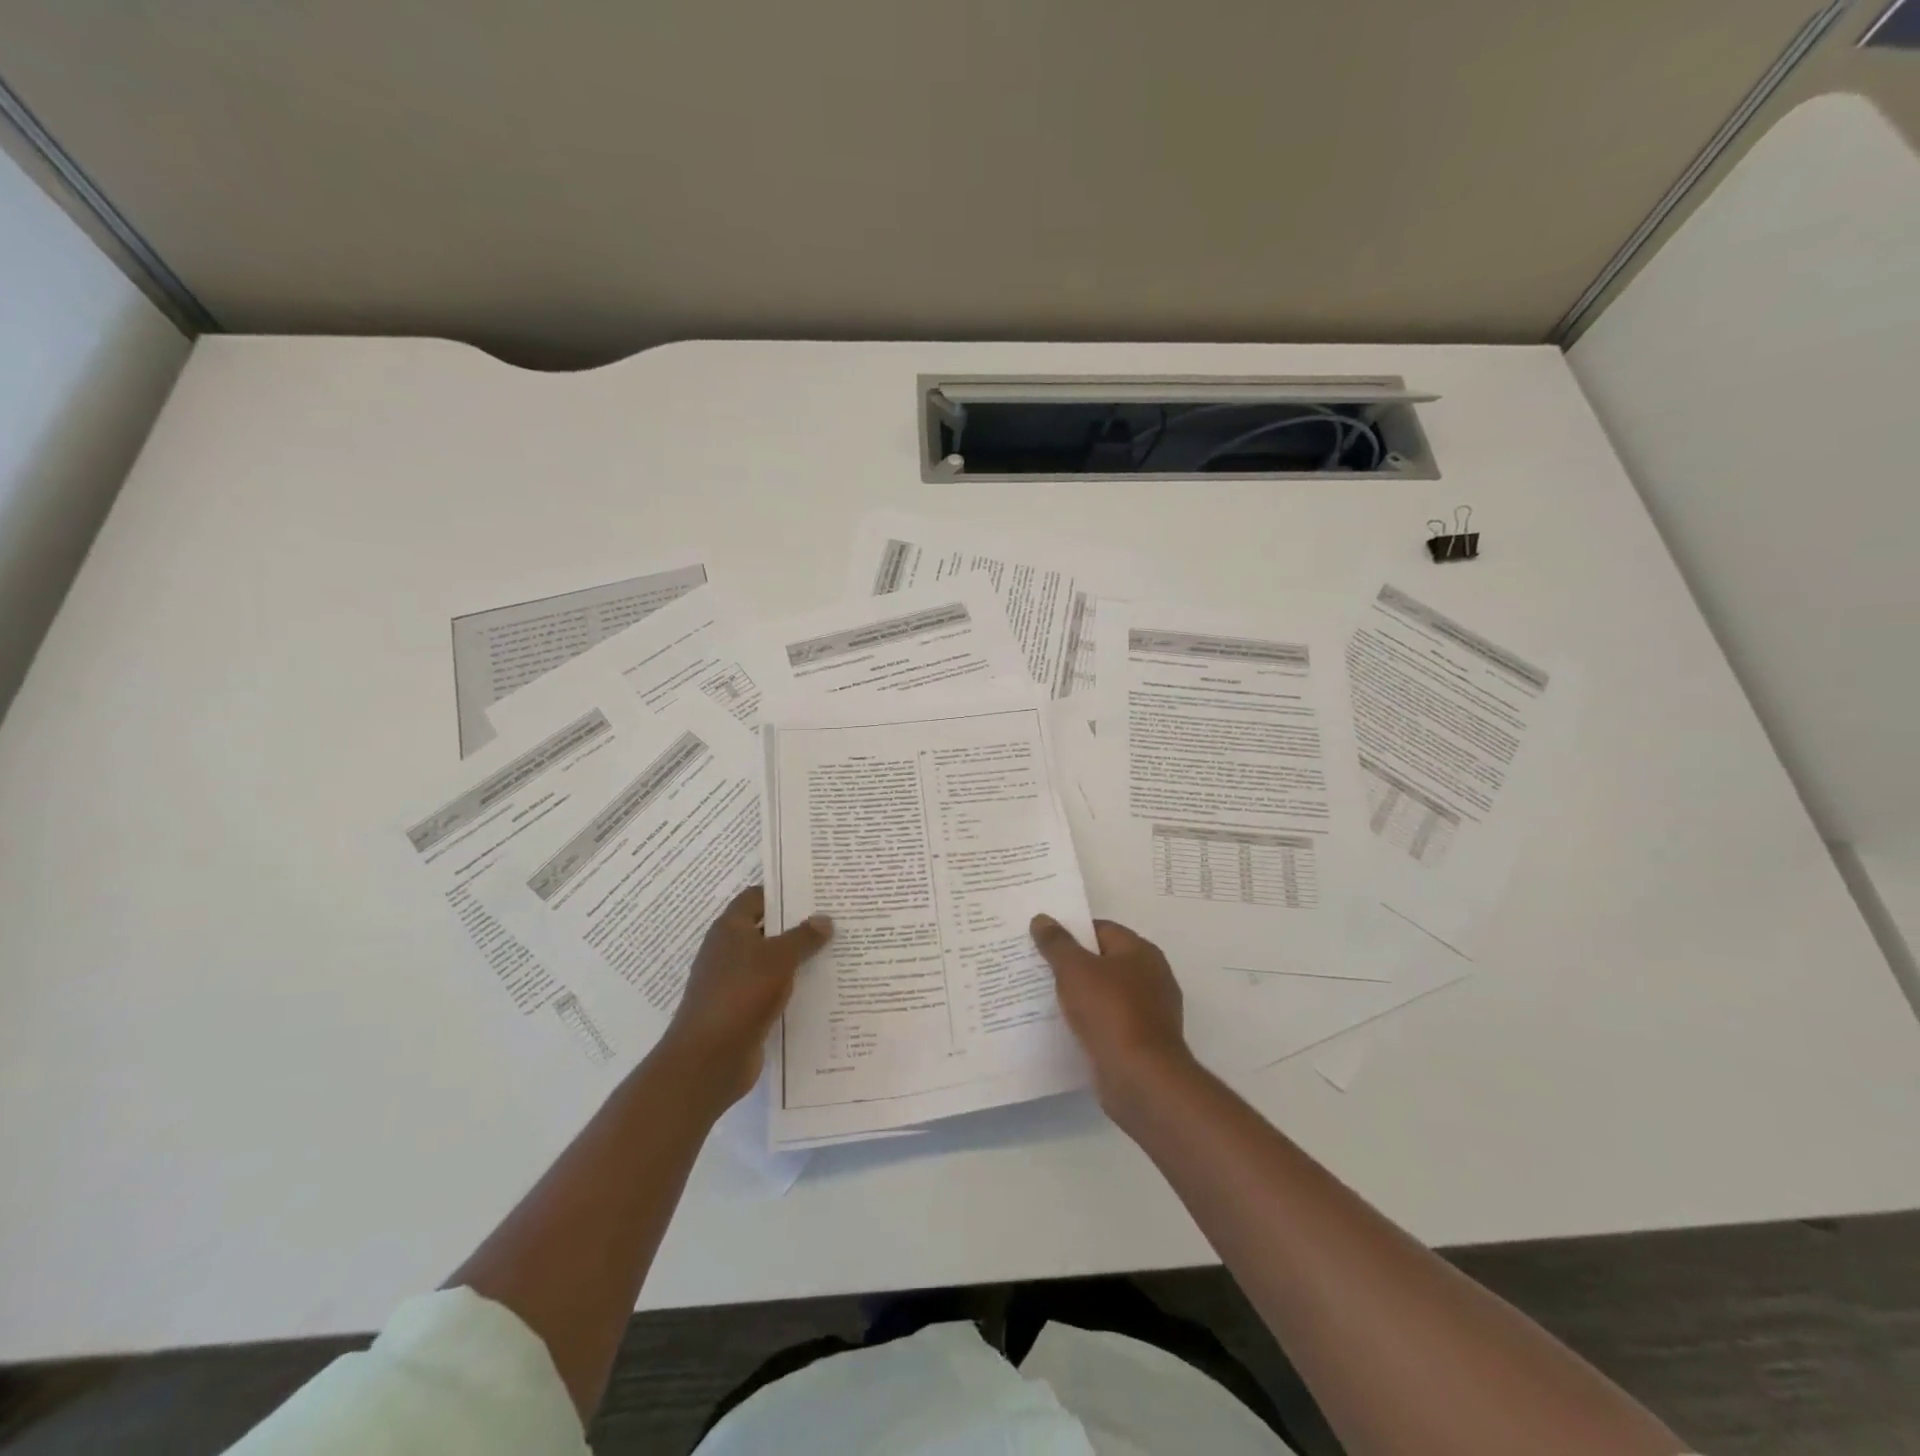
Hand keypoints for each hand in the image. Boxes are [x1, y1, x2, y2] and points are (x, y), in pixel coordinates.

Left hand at [660, 886, 831, 1106]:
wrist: (708, 1059)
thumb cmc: (741, 994)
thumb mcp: (779, 958)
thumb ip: (803, 936)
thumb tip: (825, 918)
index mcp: (729, 929)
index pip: (757, 897)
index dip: (783, 892)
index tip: (815, 891)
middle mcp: (728, 951)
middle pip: (766, 929)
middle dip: (796, 925)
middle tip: (834, 919)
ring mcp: (733, 982)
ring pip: (770, 961)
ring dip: (797, 958)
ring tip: (835, 950)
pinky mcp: (741, 1010)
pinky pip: (771, 990)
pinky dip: (791, 987)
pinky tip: (820, 987)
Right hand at [1030, 915, 1193, 1112]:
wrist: (1141, 1079)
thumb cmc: (1110, 1012)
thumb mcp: (1075, 970)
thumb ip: (1057, 943)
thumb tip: (1042, 918)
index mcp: (1141, 952)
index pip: (1101, 930)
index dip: (1071, 933)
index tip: (1042, 941)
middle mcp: (1151, 977)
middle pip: (1104, 962)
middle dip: (1072, 965)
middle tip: (1037, 968)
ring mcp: (1149, 1012)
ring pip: (1105, 995)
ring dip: (1080, 997)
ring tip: (1043, 999)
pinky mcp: (1142, 1043)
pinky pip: (1109, 1023)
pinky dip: (1090, 1023)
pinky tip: (1065, 1029)